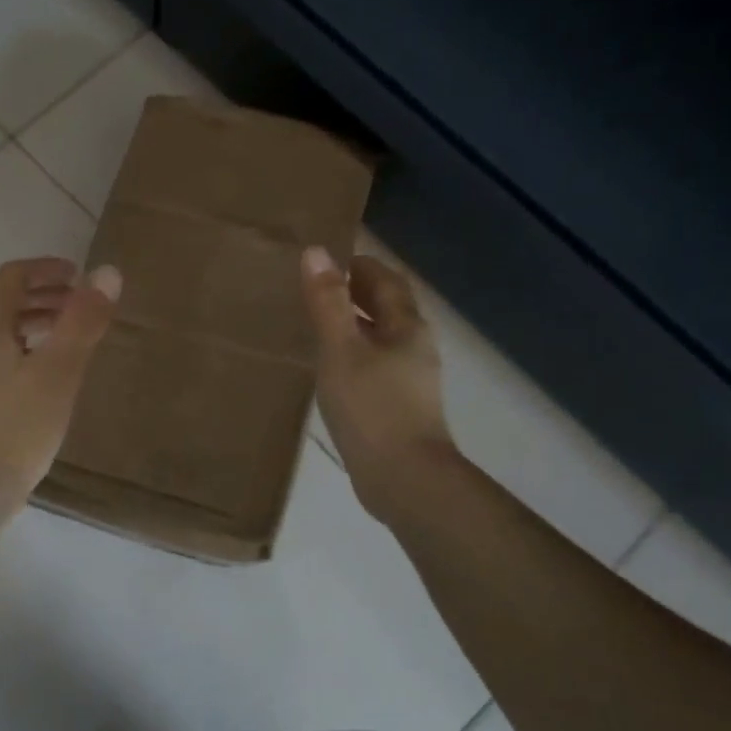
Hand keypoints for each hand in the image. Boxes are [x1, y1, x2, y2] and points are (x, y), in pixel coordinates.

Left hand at [0, 257, 120, 499]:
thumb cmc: (19, 425)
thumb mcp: (59, 370)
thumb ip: (83, 321)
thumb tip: (108, 272)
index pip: (12, 276)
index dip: (47, 268)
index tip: (80, 276)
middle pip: (7, 302)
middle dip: (46, 295)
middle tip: (83, 306)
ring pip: (6, 333)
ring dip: (39, 323)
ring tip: (73, 339)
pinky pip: (5, 358)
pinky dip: (31, 350)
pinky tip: (53, 378)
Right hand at [301, 246, 454, 519]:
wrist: (403, 478)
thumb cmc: (372, 407)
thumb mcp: (341, 349)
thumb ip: (327, 303)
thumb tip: (316, 252)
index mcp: (407, 327)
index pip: (386, 281)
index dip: (360, 266)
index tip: (329, 260)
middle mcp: (415, 348)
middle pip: (388, 309)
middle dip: (358, 295)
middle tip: (317, 289)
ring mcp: (410, 381)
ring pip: (382, 340)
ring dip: (355, 327)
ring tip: (318, 327)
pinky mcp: (399, 409)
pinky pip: (375, 368)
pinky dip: (354, 357)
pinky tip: (331, 371)